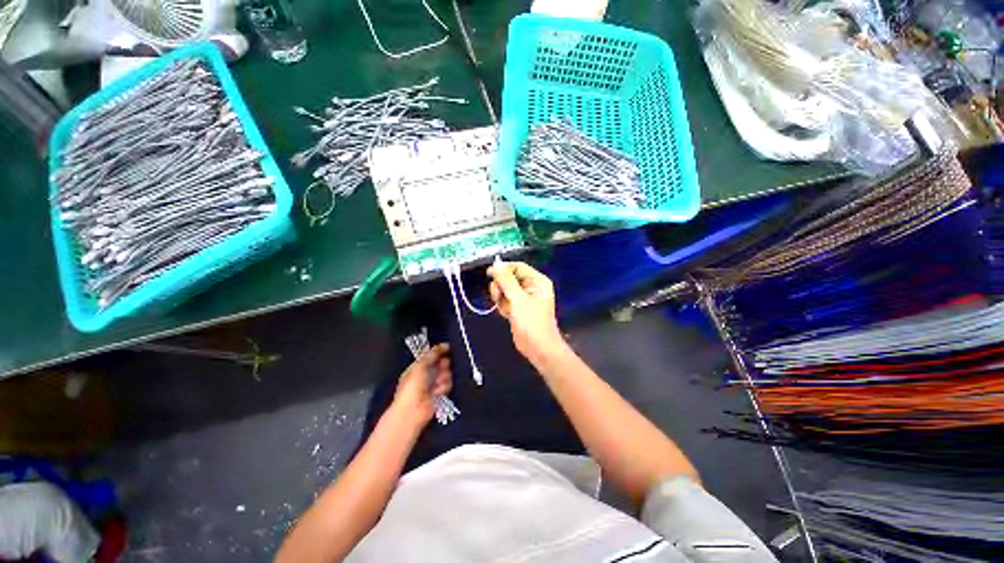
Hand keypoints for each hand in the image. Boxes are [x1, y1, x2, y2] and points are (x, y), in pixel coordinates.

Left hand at [391, 343, 451, 426]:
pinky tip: (437, 391)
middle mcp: (426, 374)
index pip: (432, 354)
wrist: (413, 410)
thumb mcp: (420, 365)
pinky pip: (448, 384)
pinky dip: (444, 387)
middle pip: (441, 363)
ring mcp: (433, 383)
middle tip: (441, 367)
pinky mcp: (440, 393)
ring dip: (443, 377)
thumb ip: (432, 354)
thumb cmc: (412, 386)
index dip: (440, 351)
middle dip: (443, 364)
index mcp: (418, 366)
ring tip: (437, 383)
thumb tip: (444, 345)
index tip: (449, 347)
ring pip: (446, 373)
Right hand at [487, 261, 566, 363]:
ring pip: (505, 289)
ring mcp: (524, 298)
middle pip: (509, 278)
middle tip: (498, 296)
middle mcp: (531, 287)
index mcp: (537, 281)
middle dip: (501, 286)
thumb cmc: (532, 322)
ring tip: (504, 307)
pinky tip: (507, 314)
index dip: (503, 269)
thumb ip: (506, 281)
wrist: (538, 348)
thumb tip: (496, 265)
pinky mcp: (518, 308)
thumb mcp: (518, 299)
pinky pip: (505, 300)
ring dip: (500, 297)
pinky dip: (503, 306)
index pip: (517, 267)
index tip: (489, 273)